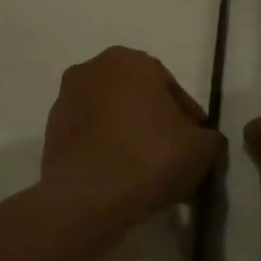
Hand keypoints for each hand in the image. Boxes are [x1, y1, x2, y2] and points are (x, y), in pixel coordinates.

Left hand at [42, 47, 224, 225]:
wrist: (88, 199)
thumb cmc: (150, 158)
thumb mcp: (202, 149)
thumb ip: (210, 138)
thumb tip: (204, 142)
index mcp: (130, 61)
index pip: (171, 89)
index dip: (189, 120)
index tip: (196, 146)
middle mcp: (92, 70)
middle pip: (138, 100)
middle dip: (157, 126)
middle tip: (174, 158)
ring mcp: (65, 101)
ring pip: (112, 119)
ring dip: (130, 139)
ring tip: (148, 174)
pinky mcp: (50, 134)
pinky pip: (91, 139)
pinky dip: (107, 153)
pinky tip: (122, 180)